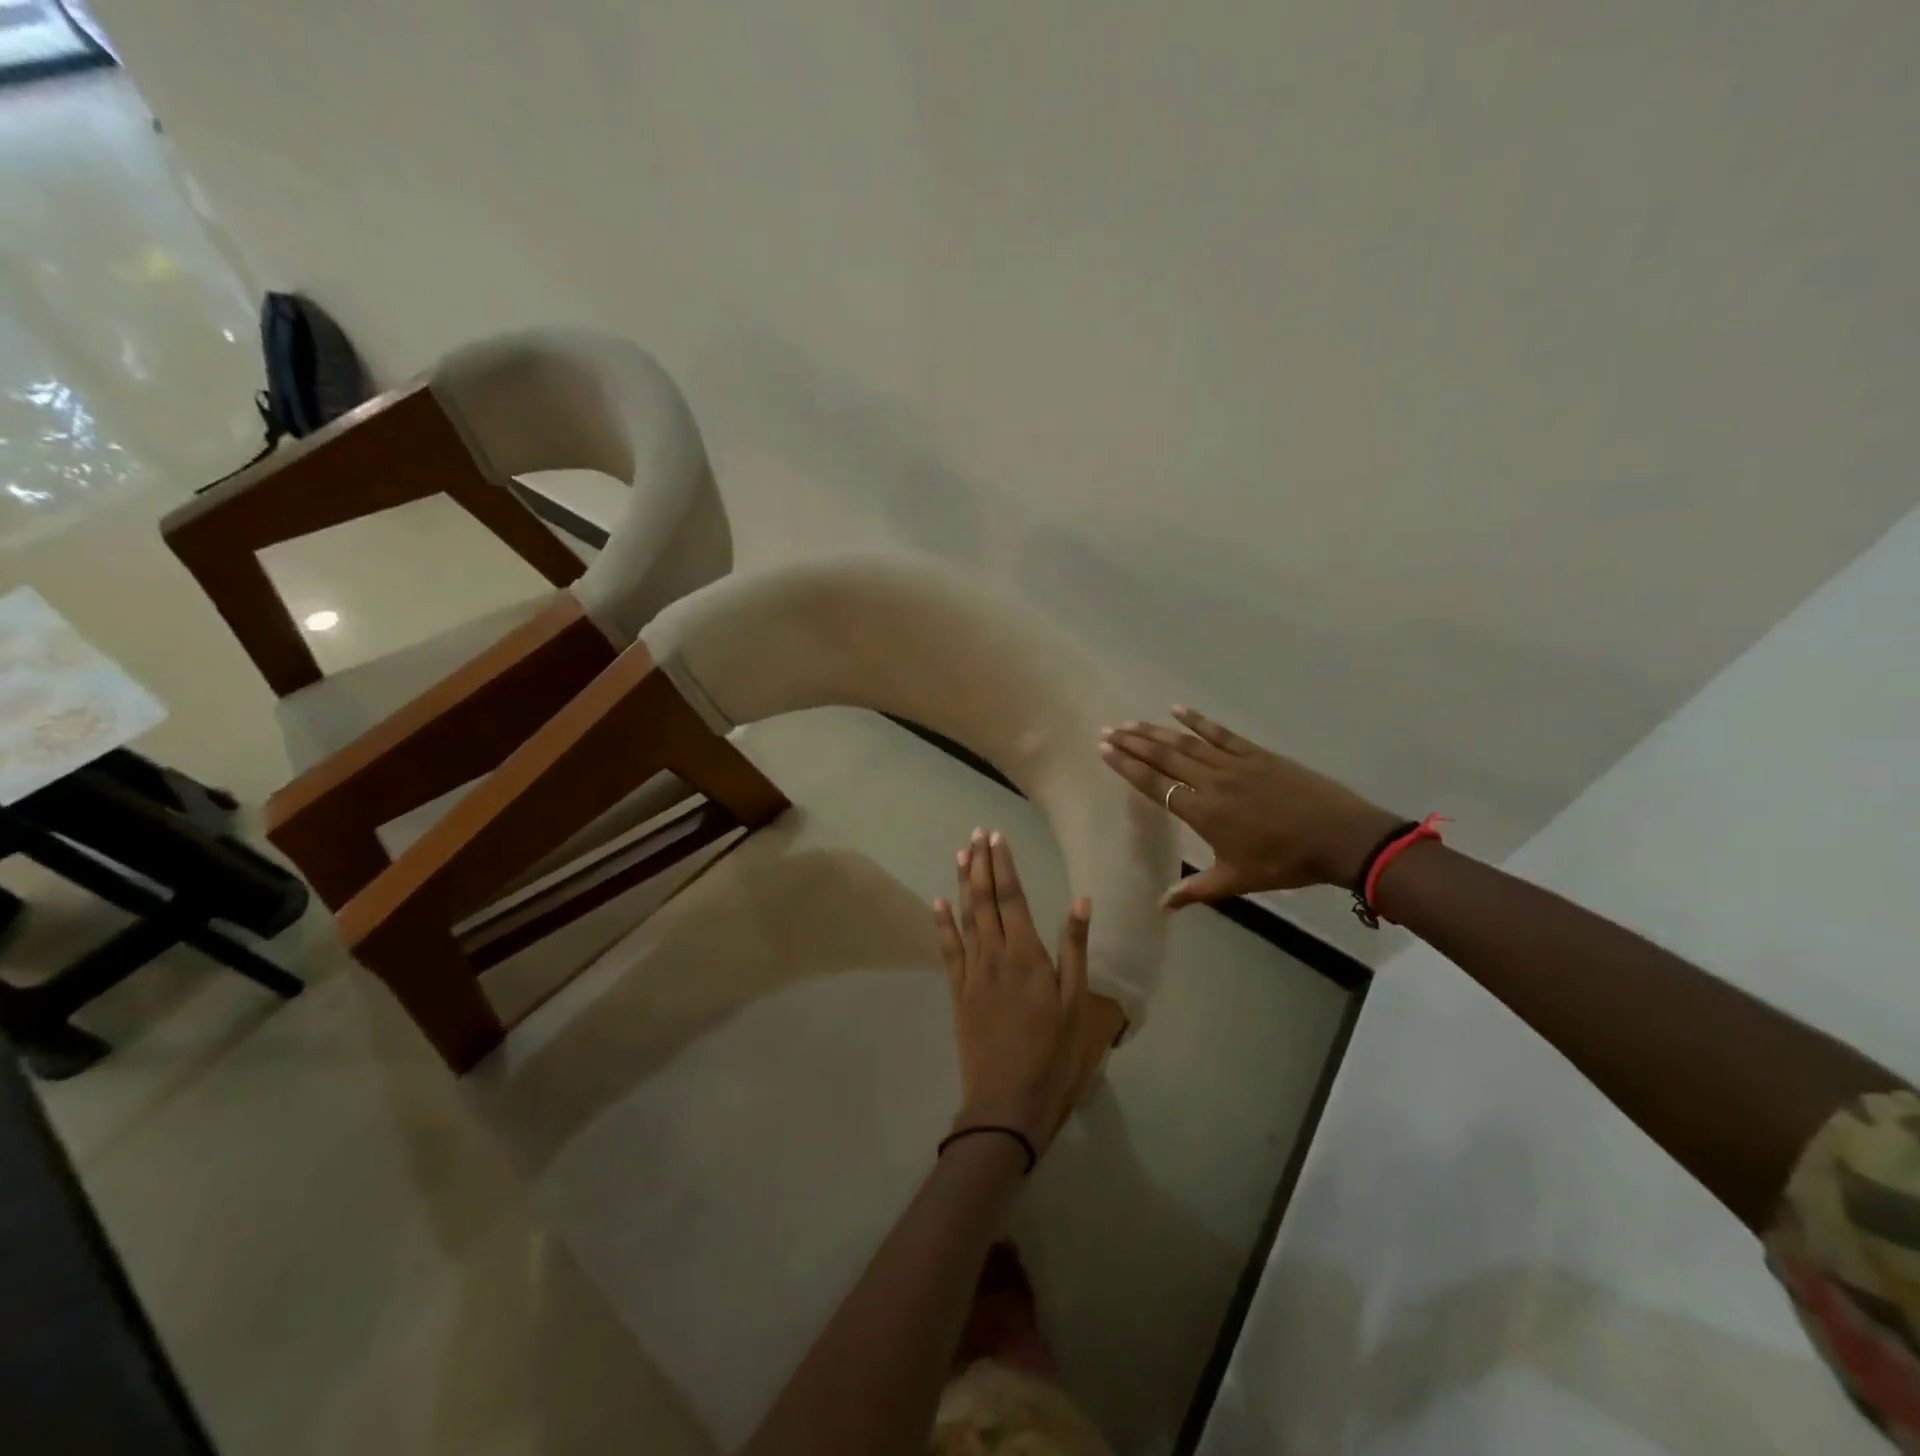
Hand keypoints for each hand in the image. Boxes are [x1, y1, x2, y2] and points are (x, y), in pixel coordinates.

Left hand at [933, 829, 1092, 1152]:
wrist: (1006, 1099)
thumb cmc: (1051, 1051)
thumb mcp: (1075, 1001)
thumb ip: (1075, 948)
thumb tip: (1081, 900)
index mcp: (1026, 954)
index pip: (1011, 897)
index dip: (1003, 864)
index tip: (996, 836)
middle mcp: (994, 954)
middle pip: (984, 899)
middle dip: (980, 863)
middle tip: (976, 833)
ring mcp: (972, 971)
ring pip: (965, 917)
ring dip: (962, 883)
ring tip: (960, 853)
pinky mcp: (958, 990)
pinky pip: (948, 949)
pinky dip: (942, 923)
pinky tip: (937, 902)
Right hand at [1100, 706, 1400, 906]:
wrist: (1338, 837)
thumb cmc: (1284, 862)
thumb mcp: (1237, 879)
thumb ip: (1196, 890)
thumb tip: (1160, 906)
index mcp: (1203, 812)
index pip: (1156, 785)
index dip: (1128, 767)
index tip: (1105, 750)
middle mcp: (1211, 782)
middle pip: (1164, 757)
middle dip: (1133, 743)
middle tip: (1108, 730)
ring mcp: (1234, 764)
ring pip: (1186, 743)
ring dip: (1156, 731)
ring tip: (1131, 722)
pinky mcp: (1256, 754)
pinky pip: (1220, 733)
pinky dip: (1198, 720)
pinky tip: (1178, 709)